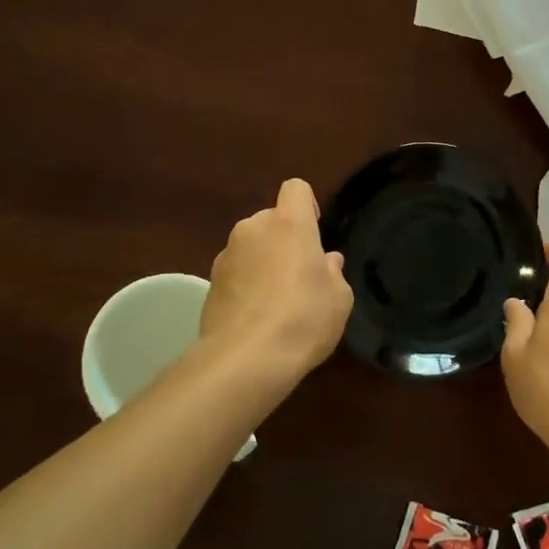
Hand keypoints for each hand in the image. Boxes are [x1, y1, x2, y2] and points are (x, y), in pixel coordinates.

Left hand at [199, 178, 352, 386]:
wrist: (245, 359)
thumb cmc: (303, 318)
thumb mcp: (338, 298)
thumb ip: (333, 273)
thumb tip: (326, 262)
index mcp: (289, 224)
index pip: (296, 188)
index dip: (307, 204)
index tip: (314, 231)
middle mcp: (253, 229)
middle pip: (271, 220)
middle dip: (284, 239)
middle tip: (299, 275)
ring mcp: (226, 255)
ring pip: (251, 247)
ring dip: (263, 262)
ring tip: (276, 302)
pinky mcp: (209, 283)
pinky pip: (235, 273)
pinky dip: (245, 285)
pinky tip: (256, 317)